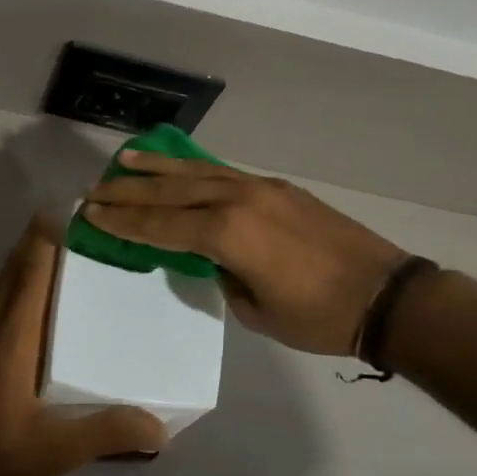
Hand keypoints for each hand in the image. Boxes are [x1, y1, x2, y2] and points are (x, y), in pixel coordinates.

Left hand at [0, 219, 168, 475]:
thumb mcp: (55, 454)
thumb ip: (108, 432)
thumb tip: (162, 426)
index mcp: (11, 337)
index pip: (30, 270)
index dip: (45, 235)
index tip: (67, 209)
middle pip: (11, 268)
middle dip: (37, 243)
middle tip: (74, 231)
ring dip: (17, 265)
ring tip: (48, 262)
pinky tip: (10, 308)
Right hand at [83, 153, 405, 357]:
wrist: (384, 293)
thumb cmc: (318, 316)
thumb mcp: (257, 311)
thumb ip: (223, 276)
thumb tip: (210, 257)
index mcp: (228, 234)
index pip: (162, 225)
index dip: (124, 221)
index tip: (92, 211)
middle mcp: (238, 200)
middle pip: (172, 191)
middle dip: (130, 190)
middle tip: (95, 186)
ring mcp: (260, 188)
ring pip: (196, 171)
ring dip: (158, 167)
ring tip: (125, 159)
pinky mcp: (277, 187)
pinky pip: (223, 172)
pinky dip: (194, 168)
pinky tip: (179, 167)